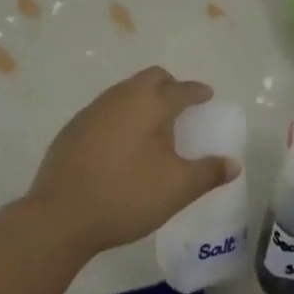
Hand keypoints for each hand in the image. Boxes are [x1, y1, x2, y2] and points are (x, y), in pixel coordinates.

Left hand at [23, 67, 235, 256]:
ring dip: (143, 99)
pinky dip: (121, 116)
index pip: (181, 89)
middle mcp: (121, 97)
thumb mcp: (177, 188)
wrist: (60, 215)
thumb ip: (208, 173)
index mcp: (150, 103)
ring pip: (125, 91)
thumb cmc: (127, 195)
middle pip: (151, 78)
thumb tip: (233, 164)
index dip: (197, 92)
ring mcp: (93, 110)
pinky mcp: (72, 129)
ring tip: (153, 125)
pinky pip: (106, 110)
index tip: (207, 96)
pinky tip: (122, 143)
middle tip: (181, 106)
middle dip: (170, 86)